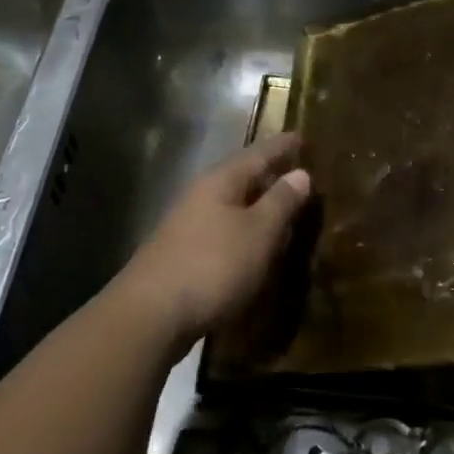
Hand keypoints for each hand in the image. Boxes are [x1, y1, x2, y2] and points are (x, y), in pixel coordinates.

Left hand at [118, 132, 311, 352]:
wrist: (150, 316)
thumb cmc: (212, 265)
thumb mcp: (258, 233)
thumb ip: (281, 202)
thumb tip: (301, 173)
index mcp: (221, 181)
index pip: (259, 153)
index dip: (283, 146)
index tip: (303, 137)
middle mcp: (201, 195)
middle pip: (241, 177)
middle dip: (269, 176)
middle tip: (299, 175)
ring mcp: (187, 225)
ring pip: (231, 205)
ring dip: (257, 206)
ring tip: (283, 212)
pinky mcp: (182, 254)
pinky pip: (222, 231)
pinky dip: (244, 232)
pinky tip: (254, 248)